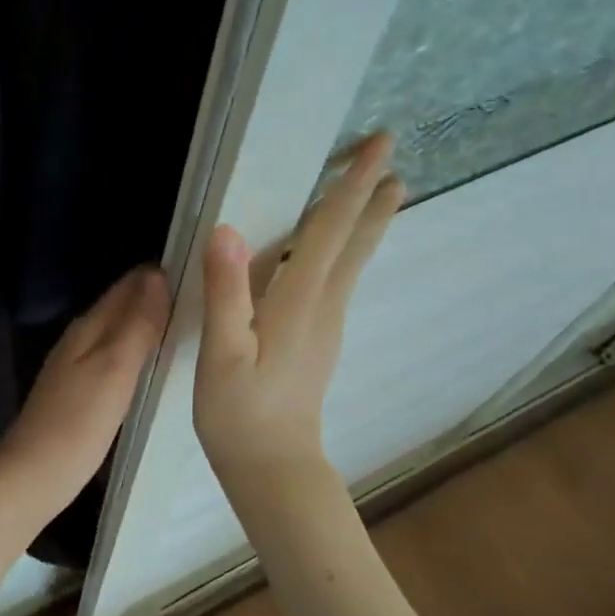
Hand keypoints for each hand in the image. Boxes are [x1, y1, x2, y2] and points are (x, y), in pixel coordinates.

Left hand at [0, 266, 170, 529]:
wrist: (34, 475)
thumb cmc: (77, 423)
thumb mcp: (114, 369)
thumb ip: (136, 324)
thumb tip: (156, 276)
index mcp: (88, 327)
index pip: (126, 286)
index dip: (156, 274)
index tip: (196, 264)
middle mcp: (81, 339)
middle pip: (120, 305)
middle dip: (153, 294)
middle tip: (200, 292)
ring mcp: (77, 365)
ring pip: (118, 330)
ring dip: (146, 320)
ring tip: (186, 321)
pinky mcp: (81, 391)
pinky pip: (115, 355)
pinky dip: (137, 349)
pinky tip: (154, 361)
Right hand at [195, 133, 403, 477]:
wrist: (274, 468)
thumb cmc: (241, 413)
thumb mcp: (222, 353)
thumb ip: (226, 291)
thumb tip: (228, 229)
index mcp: (300, 301)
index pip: (329, 230)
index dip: (351, 186)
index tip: (379, 147)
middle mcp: (324, 304)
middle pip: (354, 241)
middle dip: (372, 196)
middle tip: (392, 157)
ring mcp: (327, 323)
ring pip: (352, 259)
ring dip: (365, 220)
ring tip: (382, 190)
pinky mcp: (319, 336)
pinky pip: (338, 277)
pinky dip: (346, 246)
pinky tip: (336, 246)